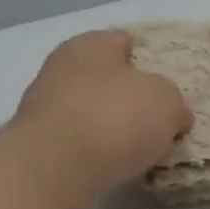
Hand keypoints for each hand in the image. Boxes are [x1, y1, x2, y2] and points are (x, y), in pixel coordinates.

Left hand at [12, 31, 191, 202]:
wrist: (54, 166)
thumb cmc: (115, 117)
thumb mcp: (166, 103)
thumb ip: (174, 104)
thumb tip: (174, 116)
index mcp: (90, 44)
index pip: (123, 42)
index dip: (148, 61)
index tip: (165, 86)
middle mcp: (60, 67)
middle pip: (104, 79)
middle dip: (127, 97)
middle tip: (155, 121)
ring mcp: (42, 105)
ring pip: (87, 110)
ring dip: (109, 126)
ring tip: (136, 150)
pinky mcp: (35, 142)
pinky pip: (75, 140)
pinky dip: (92, 150)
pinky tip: (109, 165)